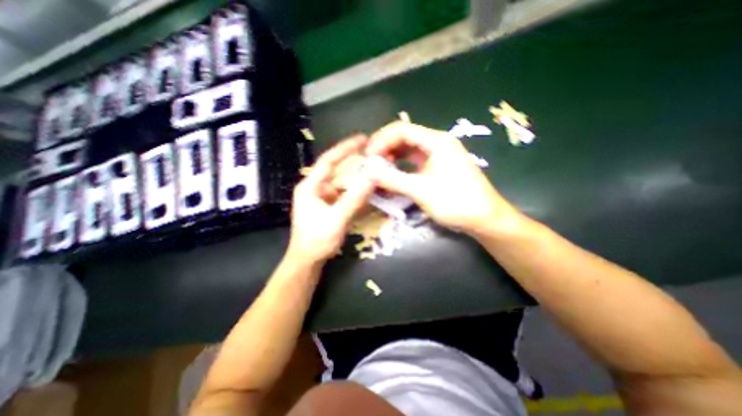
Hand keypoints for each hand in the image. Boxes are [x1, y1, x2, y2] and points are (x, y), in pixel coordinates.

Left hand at [284, 138, 374, 264]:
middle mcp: (316, 188)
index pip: (328, 160)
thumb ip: (355, 198)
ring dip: (358, 177)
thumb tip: (372, 177)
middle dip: (355, 162)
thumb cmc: (317, 240)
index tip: (363, 139)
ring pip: (343, 182)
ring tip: (374, 171)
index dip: (345, 148)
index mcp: (310, 186)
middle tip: (374, 155)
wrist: (308, 260)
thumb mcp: (337, 219)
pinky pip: (344, 194)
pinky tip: (368, 191)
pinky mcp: (329, 205)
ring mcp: (323, 197)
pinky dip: (356, 191)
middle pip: (337, 169)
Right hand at [364, 122, 520, 234]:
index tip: (368, 156)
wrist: (484, 218)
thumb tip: (368, 171)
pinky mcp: (437, 167)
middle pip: (404, 137)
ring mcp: (437, 155)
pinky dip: (401, 166)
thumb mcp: (422, 191)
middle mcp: (437, 143)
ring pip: (408, 149)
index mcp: (436, 141)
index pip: (401, 130)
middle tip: (370, 163)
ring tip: (378, 169)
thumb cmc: (456, 202)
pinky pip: (414, 161)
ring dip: (392, 157)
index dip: (381, 140)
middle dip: (385, 147)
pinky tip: (392, 174)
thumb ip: (393, 179)